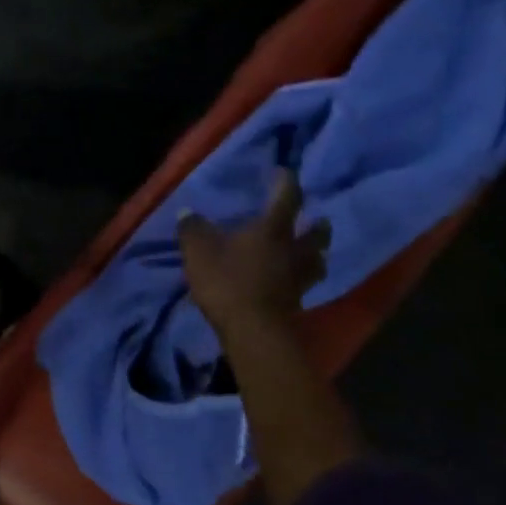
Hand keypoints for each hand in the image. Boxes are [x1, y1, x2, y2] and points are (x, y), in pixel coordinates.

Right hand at [177, 170, 330, 341]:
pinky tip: (291, 279)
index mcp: (272, 229)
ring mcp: (298, 279)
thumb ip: (193, 228)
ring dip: (316, 254)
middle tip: (314, 218)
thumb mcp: (198, 250)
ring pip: (317, 262)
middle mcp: (293, 250)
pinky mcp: (296, 304)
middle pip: (317, 233)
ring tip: (309, 252)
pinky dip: (301, 278)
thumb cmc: (227, 281)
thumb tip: (188, 212)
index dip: (287, 182)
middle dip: (317, 224)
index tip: (283, 173)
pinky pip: (304, 284)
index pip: (287, 197)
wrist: (252, 332)